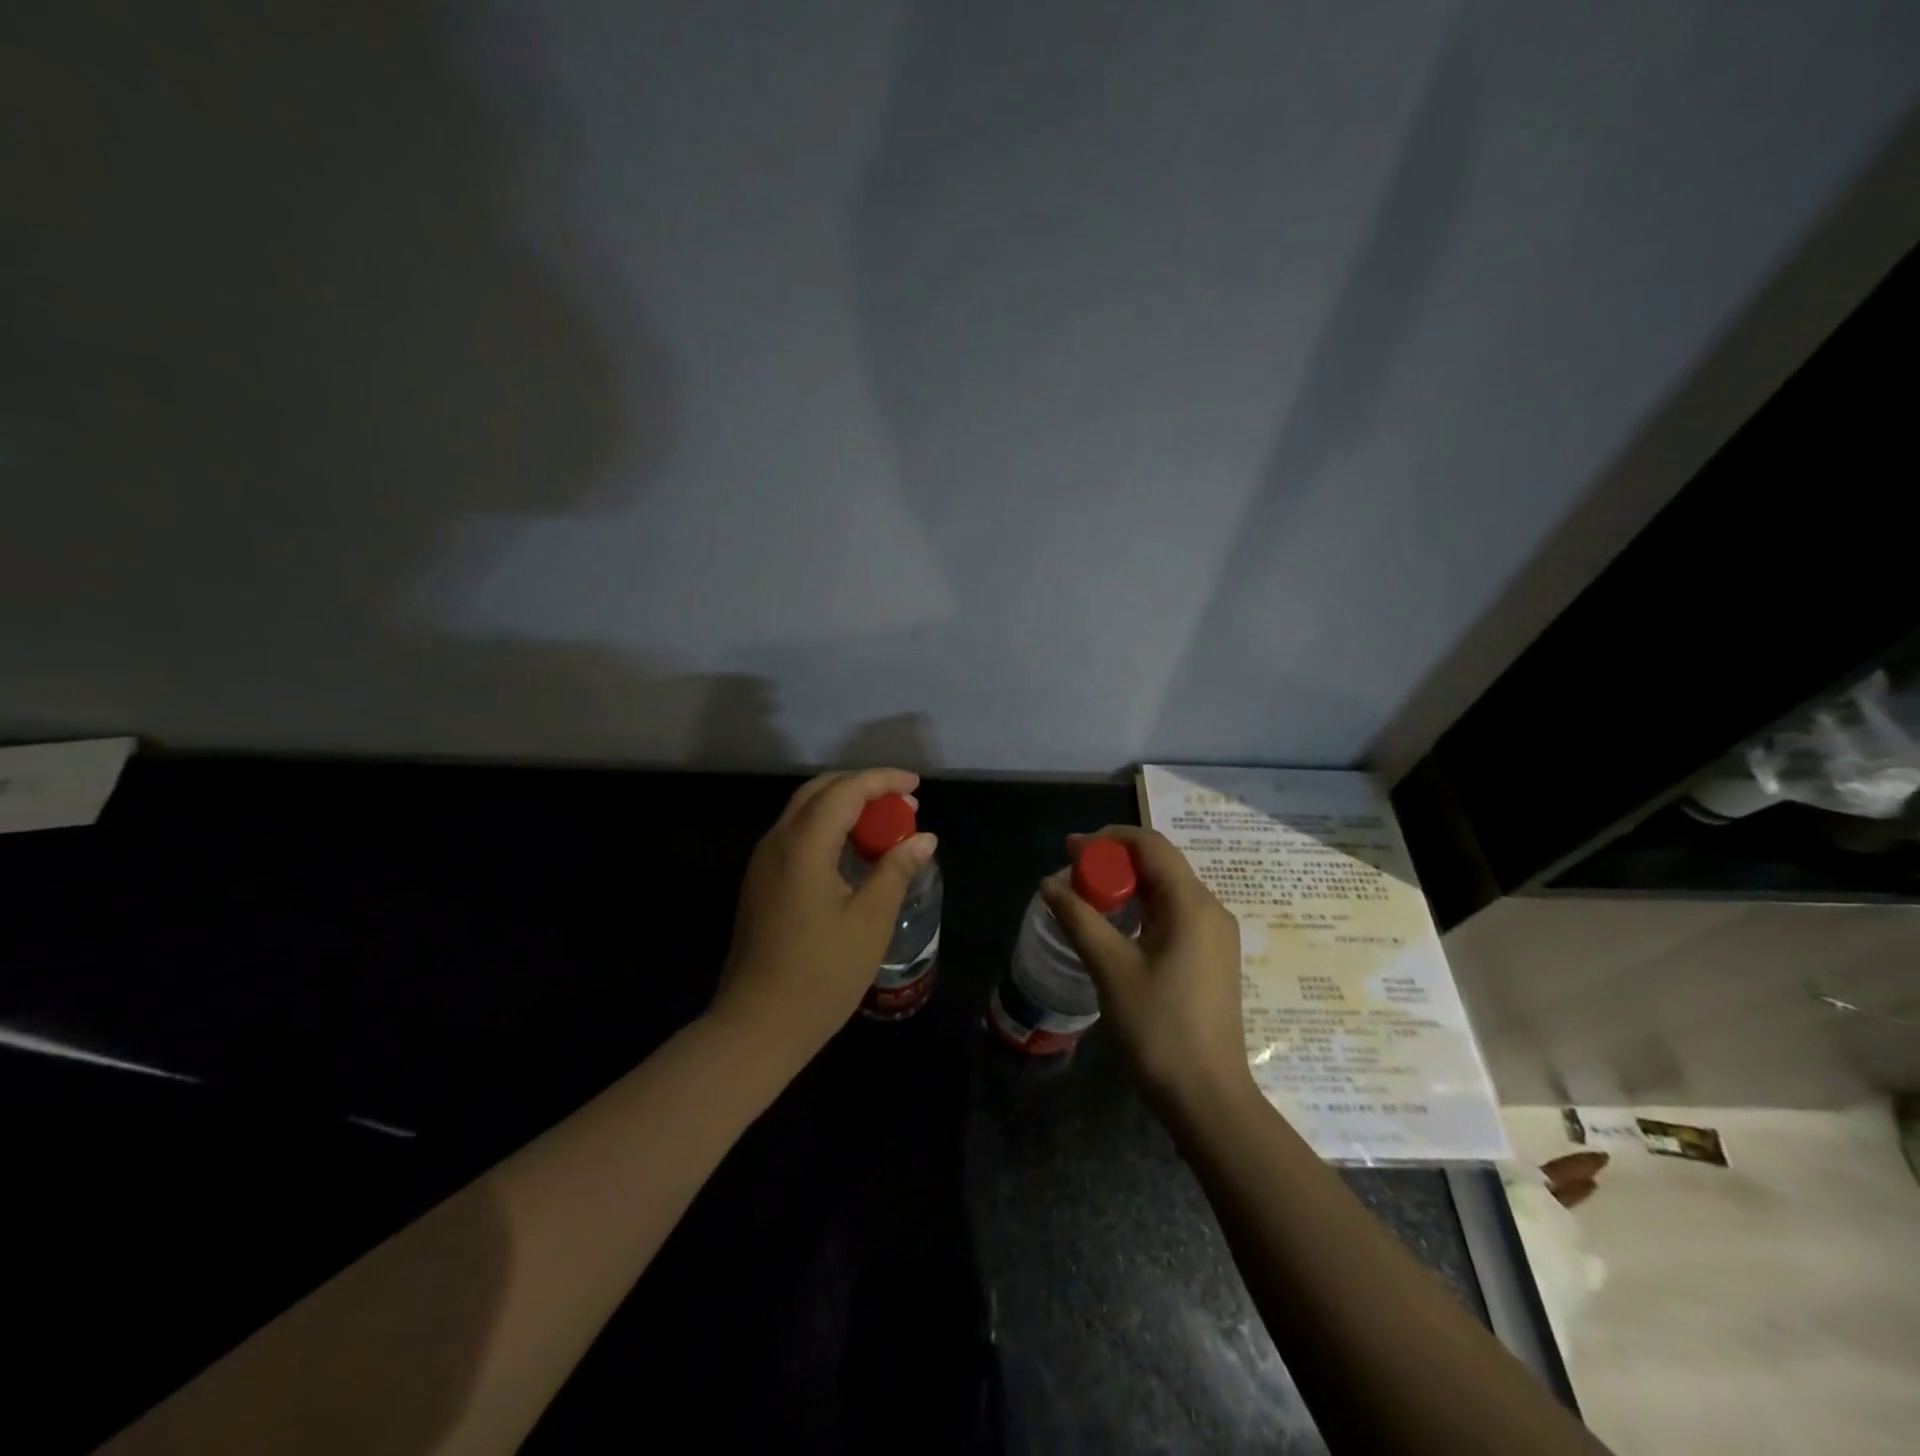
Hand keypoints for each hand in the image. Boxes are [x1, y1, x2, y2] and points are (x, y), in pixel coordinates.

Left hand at [710, 768, 937, 1065]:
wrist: (757, 1025)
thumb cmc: (821, 974)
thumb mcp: (870, 921)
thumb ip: (895, 870)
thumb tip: (923, 838)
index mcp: (803, 845)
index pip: (846, 791)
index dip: (883, 781)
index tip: (916, 787)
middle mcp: (777, 842)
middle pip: (820, 791)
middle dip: (863, 788)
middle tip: (903, 804)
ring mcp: (763, 862)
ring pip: (805, 812)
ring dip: (845, 807)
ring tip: (884, 824)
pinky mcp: (761, 883)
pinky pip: (797, 835)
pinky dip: (828, 828)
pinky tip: (853, 851)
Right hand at [1041, 825, 1254, 1120]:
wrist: (1207, 1097)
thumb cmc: (1158, 1028)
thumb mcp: (1111, 968)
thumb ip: (1078, 918)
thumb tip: (1047, 884)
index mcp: (1192, 904)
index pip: (1150, 845)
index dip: (1108, 839)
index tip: (1070, 850)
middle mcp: (1210, 909)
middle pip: (1160, 863)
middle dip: (1113, 860)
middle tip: (1072, 874)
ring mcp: (1215, 934)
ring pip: (1166, 889)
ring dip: (1126, 884)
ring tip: (1086, 896)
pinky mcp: (1211, 956)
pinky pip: (1174, 913)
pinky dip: (1142, 907)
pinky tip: (1115, 925)